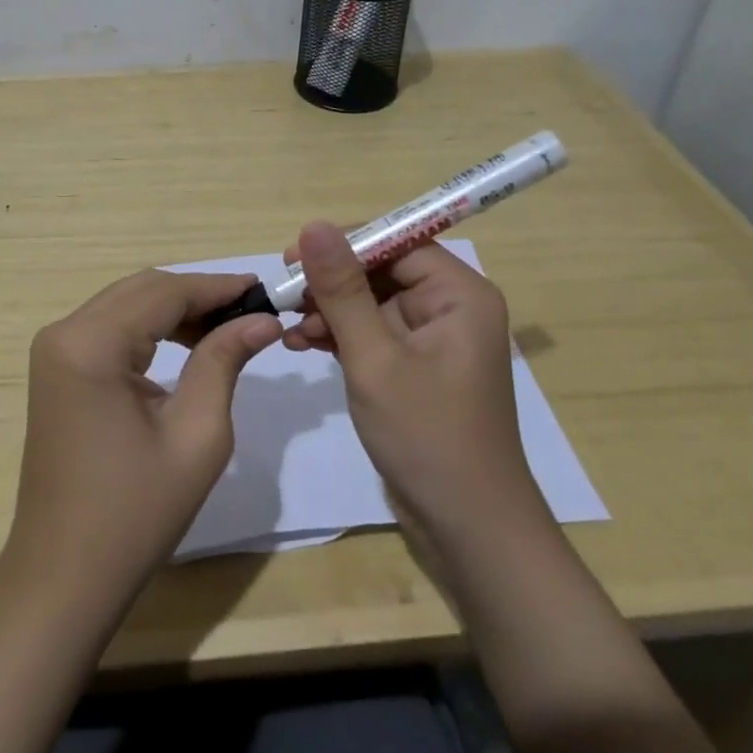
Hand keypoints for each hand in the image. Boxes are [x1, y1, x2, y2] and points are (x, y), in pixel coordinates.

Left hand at [4, 270, 283, 611]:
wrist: (65, 577)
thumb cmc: (135, 513)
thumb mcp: (197, 435)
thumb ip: (224, 361)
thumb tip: (262, 319)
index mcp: (91, 344)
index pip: (164, 292)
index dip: (217, 286)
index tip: (264, 289)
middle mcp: (64, 333)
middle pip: (142, 289)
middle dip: (198, 294)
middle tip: (252, 309)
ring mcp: (55, 351)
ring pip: (127, 304)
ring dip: (176, 309)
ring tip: (228, 326)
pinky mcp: (58, 369)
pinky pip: (111, 328)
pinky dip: (151, 328)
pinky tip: (187, 343)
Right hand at [283, 223, 543, 546]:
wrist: (467, 527)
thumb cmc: (427, 435)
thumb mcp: (374, 357)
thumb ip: (342, 290)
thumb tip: (314, 226)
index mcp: (459, 294)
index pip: (397, 242)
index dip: (344, 244)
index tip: (293, 257)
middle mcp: (451, 307)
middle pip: (382, 270)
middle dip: (332, 282)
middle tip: (284, 294)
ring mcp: (434, 338)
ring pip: (372, 302)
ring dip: (330, 310)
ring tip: (289, 327)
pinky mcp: (417, 366)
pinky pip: (374, 332)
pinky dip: (340, 335)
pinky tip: (302, 344)